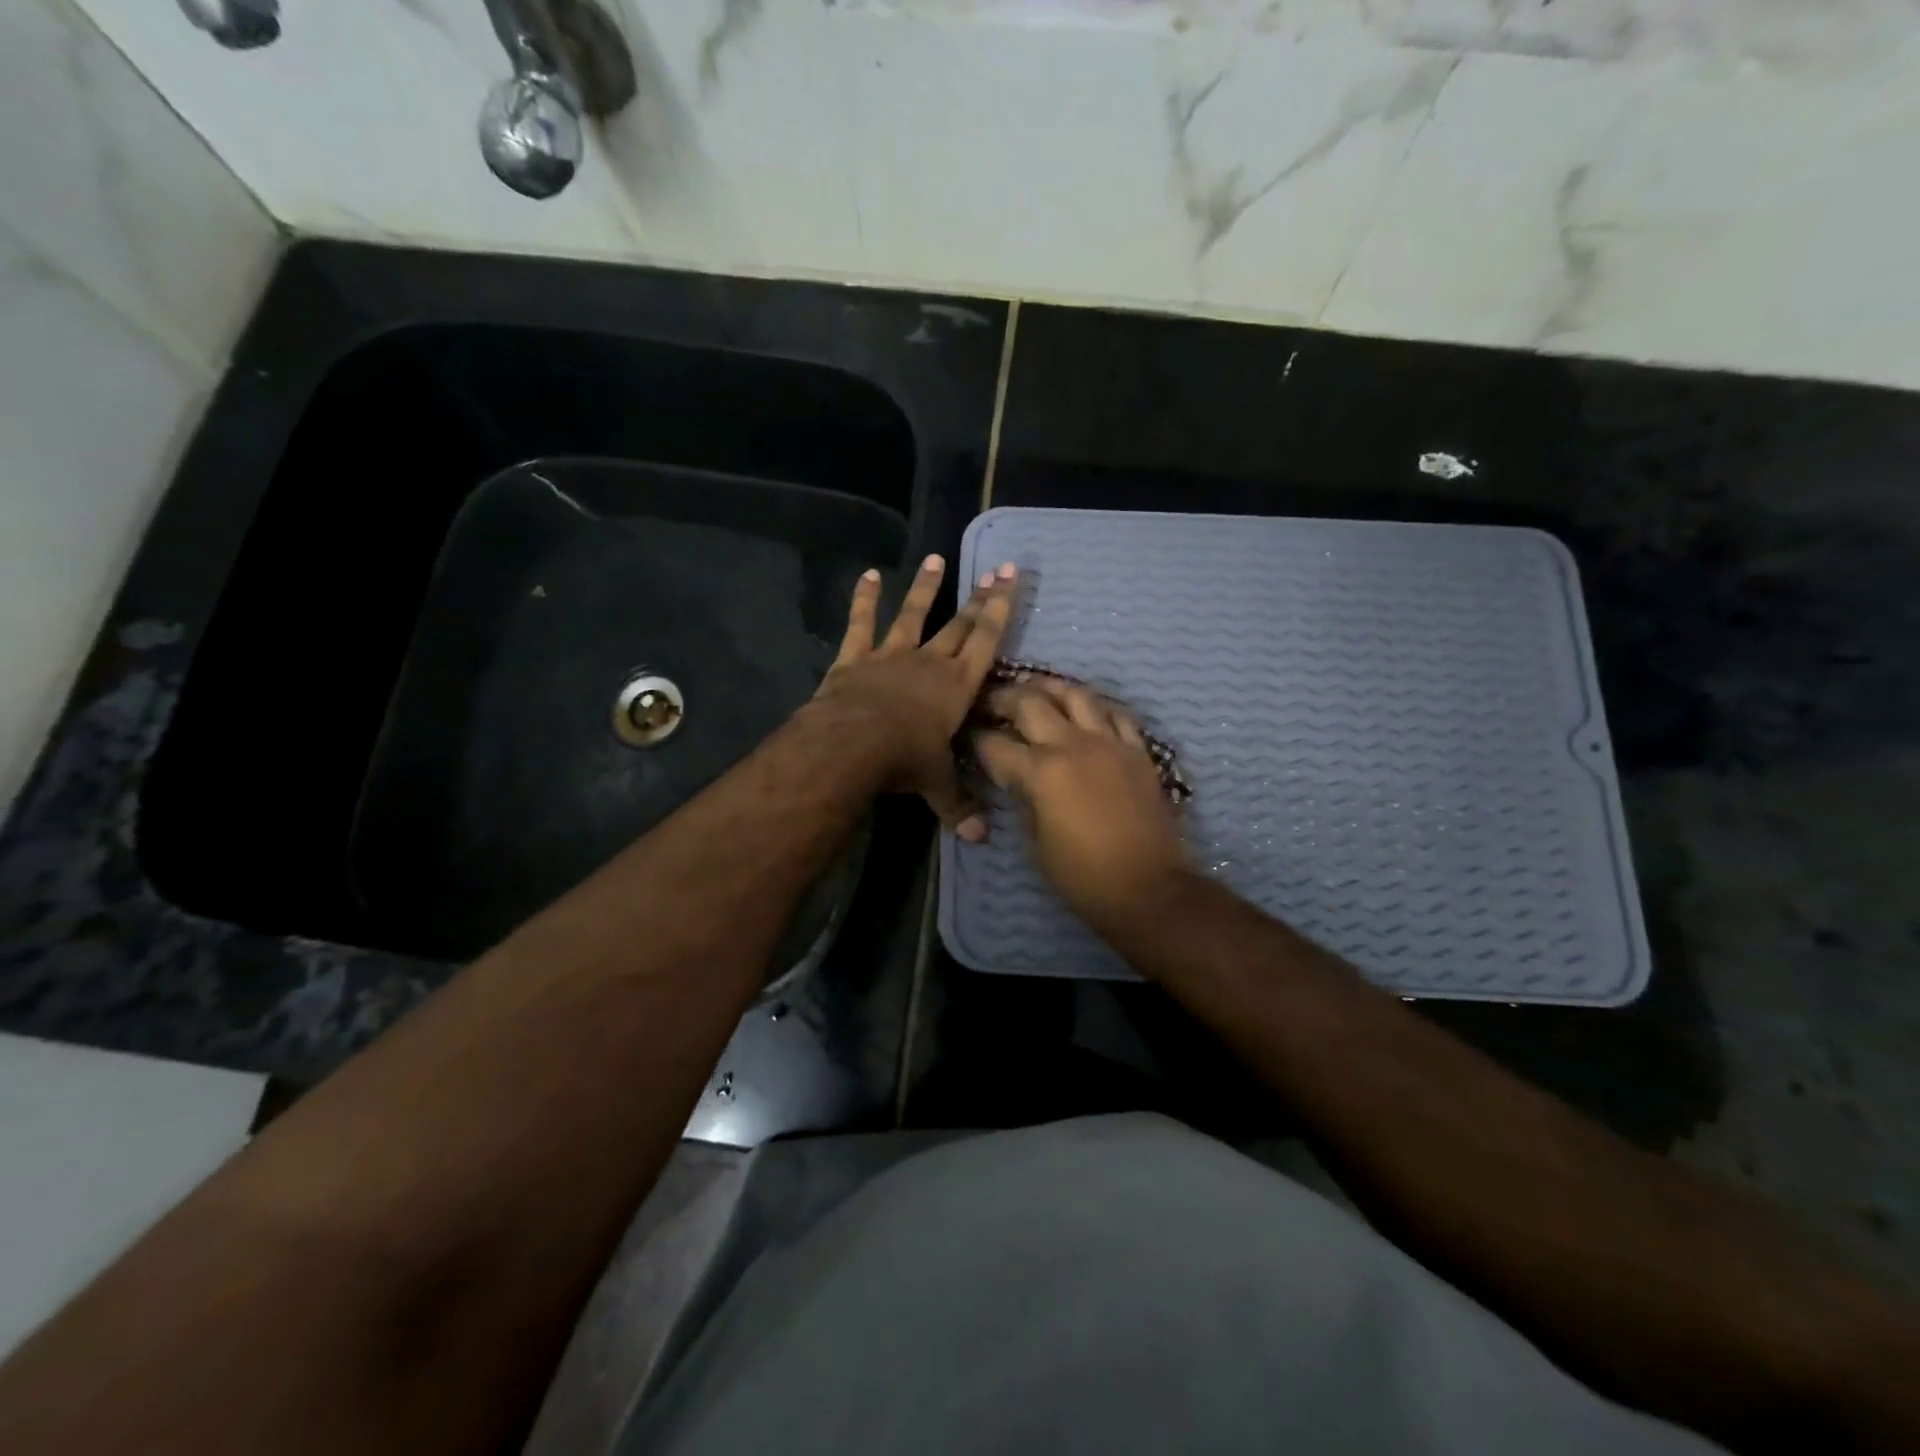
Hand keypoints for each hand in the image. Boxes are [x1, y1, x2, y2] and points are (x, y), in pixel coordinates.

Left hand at [814, 554, 1017, 838]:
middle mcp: (929, 662)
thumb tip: (979, 840)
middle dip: (979, 596)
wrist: (854, 744)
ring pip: (914, 614)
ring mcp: (892, 655)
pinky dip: (864, 598)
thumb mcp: (936, 784)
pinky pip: (861, 623)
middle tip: (995, 567)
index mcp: (957, 686)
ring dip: (926, 587)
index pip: (987, 642)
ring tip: (935, 558)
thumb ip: (958, 806)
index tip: (1011, 579)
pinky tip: (868, 575)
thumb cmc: (905, 760)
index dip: (1001, 610)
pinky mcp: (856, 658)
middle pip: (959, 623)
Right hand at [972, 677, 1192, 936]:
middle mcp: (1072, 745)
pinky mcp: (1138, 751)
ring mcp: (1109, 743)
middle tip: (992, 700)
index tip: (967, 737)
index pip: (994, 744)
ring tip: (1037, 690)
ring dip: (1050, 688)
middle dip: (1004, 698)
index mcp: (1040, 772)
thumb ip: (1023, 799)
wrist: (1148, 888)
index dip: (975, 739)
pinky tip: (1086, 710)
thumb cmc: (1082, 876)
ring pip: (1076, 694)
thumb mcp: (1035, 842)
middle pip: (1030, 702)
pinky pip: (1116, 713)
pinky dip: (1096, 706)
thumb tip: (1018, 780)